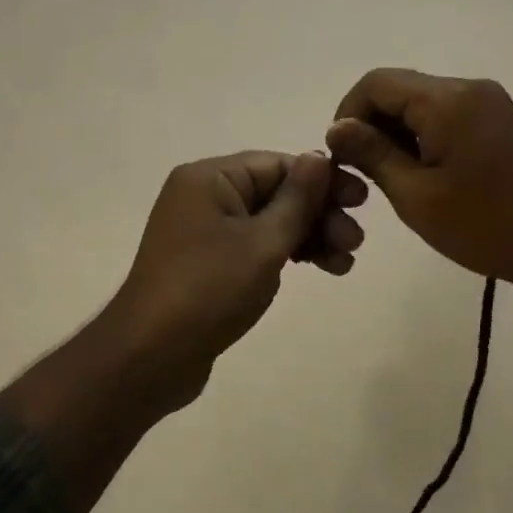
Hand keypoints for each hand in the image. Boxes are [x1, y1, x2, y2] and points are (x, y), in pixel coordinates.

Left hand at [99, 151, 367, 411]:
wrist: (151, 356)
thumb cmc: (209, 290)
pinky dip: (284, 255)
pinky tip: (316, 269)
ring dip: (308, 237)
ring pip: (268, 222)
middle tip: (355, 242)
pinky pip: (254, 245)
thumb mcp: (263, 243)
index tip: (361, 202)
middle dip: (319, 214)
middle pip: (275, 192)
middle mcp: (203, 195)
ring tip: (344, 264)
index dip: (322, 181)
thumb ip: (297, 199)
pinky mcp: (207, 262)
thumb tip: (319, 156)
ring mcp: (203, 230)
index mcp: (210, 178)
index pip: (278, 164)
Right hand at [326, 68, 512, 299]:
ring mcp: (490, 102)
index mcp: (447, 101)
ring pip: (423, 102)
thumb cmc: (485, 225)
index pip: (376, 83)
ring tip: (394, 178)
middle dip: (372, 124)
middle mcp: (469, 88)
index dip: (348, 114)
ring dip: (398, 131)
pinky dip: (425, 135)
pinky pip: (449, 114)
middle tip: (365, 173)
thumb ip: (372, 154)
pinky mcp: (502, 120)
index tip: (342, 157)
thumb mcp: (416, 196)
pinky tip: (426, 173)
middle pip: (400, 88)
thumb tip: (337, 128)